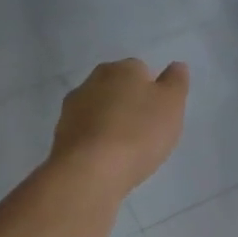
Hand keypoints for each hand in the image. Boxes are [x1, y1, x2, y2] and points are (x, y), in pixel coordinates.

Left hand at [52, 58, 189, 197]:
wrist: (90, 170)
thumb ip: (176, 82)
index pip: (142, 70)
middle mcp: (94, 80)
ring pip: (99, 109)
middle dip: (129, 104)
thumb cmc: (138, 133)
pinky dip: (96, 141)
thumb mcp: (171, 105)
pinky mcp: (61, 133)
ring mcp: (73, 107)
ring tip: (125, 149)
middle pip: (118, 88)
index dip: (153, 91)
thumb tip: (176, 66)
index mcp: (123, 68)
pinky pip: (86, 132)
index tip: (160, 114)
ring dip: (110, 122)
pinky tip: (107, 160)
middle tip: (145, 131)